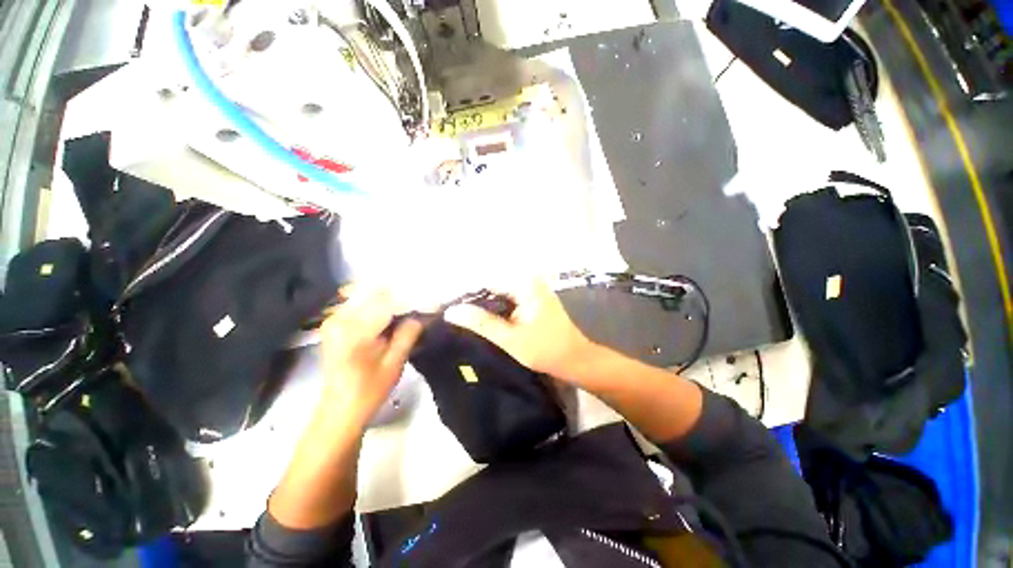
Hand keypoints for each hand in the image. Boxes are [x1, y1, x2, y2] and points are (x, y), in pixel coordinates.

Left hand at [319, 288, 422, 427]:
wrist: (339, 410)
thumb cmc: (369, 391)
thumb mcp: (395, 364)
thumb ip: (408, 333)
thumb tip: (424, 313)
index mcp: (353, 331)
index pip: (386, 301)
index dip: (411, 298)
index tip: (431, 300)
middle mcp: (339, 318)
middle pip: (375, 292)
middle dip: (401, 294)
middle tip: (423, 299)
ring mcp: (334, 318)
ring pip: (369, 294)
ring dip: (392, 297)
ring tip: (412, 305)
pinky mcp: (335, 322)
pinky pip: (361, 302)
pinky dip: (380, 303)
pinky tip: (395, 311)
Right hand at [444, 279, 593, 379]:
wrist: (575, 359)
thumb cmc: (547, 350)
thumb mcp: (511, 339)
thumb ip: (482, 323)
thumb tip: (451, 311)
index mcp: (524, 284)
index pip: (485, 281)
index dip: (463, 292)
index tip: (442, 303)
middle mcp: (526, 281)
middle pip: (489, 285)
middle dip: (469, 298)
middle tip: (447, 312)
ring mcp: (529, 290)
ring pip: (495, 293)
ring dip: (478, 304)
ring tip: (456, 315)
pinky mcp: (529, 300)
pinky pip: (504, 300)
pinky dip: (490, 308)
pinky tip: (476, 318)